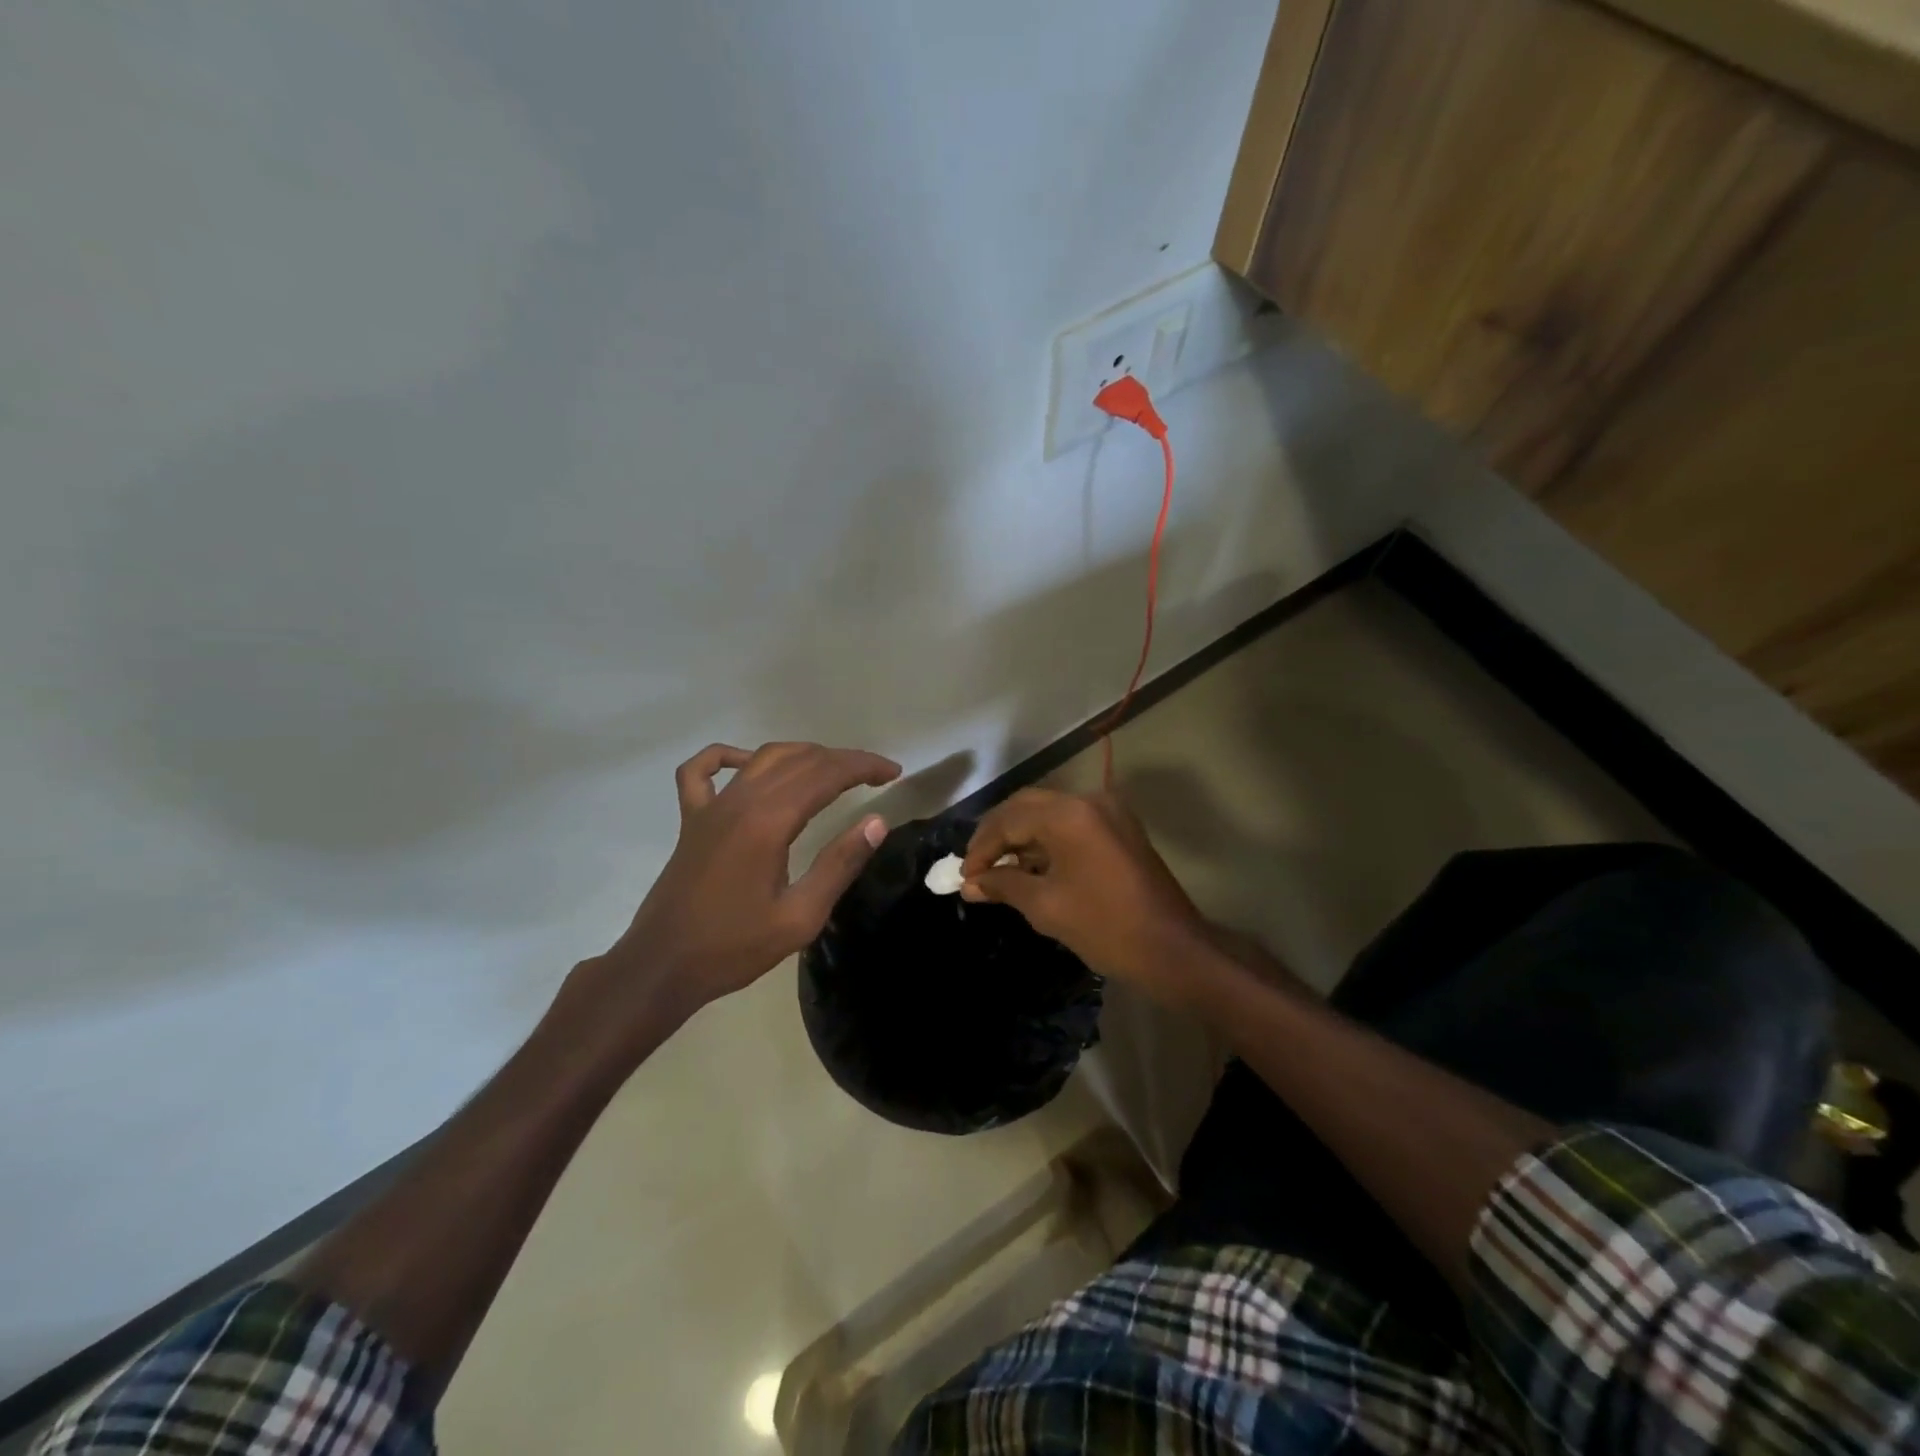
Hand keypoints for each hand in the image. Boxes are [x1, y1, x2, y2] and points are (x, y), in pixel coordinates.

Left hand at [576, 741, 900, 1035]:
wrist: (663, 965)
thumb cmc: (735, 947)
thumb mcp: (800, 917)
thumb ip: (839, 865)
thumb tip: (876, 822)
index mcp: (769, 822)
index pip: (826, 774)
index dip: (863, 767)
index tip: (893, 773)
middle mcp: (740, 801)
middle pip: (800, 760)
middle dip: (843, 760)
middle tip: (874, 774)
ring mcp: (710, 806)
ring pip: (762, 757)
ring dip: (803, 755)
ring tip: (833, 769)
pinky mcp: (692, 819)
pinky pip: (701, 770)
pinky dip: (726, 756)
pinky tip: (747, 763)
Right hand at [960, 788, 1209, 1002]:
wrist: (1173, 950)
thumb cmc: (1104, 927)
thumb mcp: (1045, 906)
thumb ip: (1003, 885)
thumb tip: (970, 884)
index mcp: (1069, 815)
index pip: (1009, 819)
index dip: (981, 847)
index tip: (964, 876)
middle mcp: (1088, 800)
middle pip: (1027, 806)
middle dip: (997, 835)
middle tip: (975, 866)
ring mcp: (1108, 811)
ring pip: (1049, 812)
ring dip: (1021, 837)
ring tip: (997, 870)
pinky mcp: (1119, 828)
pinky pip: (1071, 823)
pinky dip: (1046, 841)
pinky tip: (1029, 867)